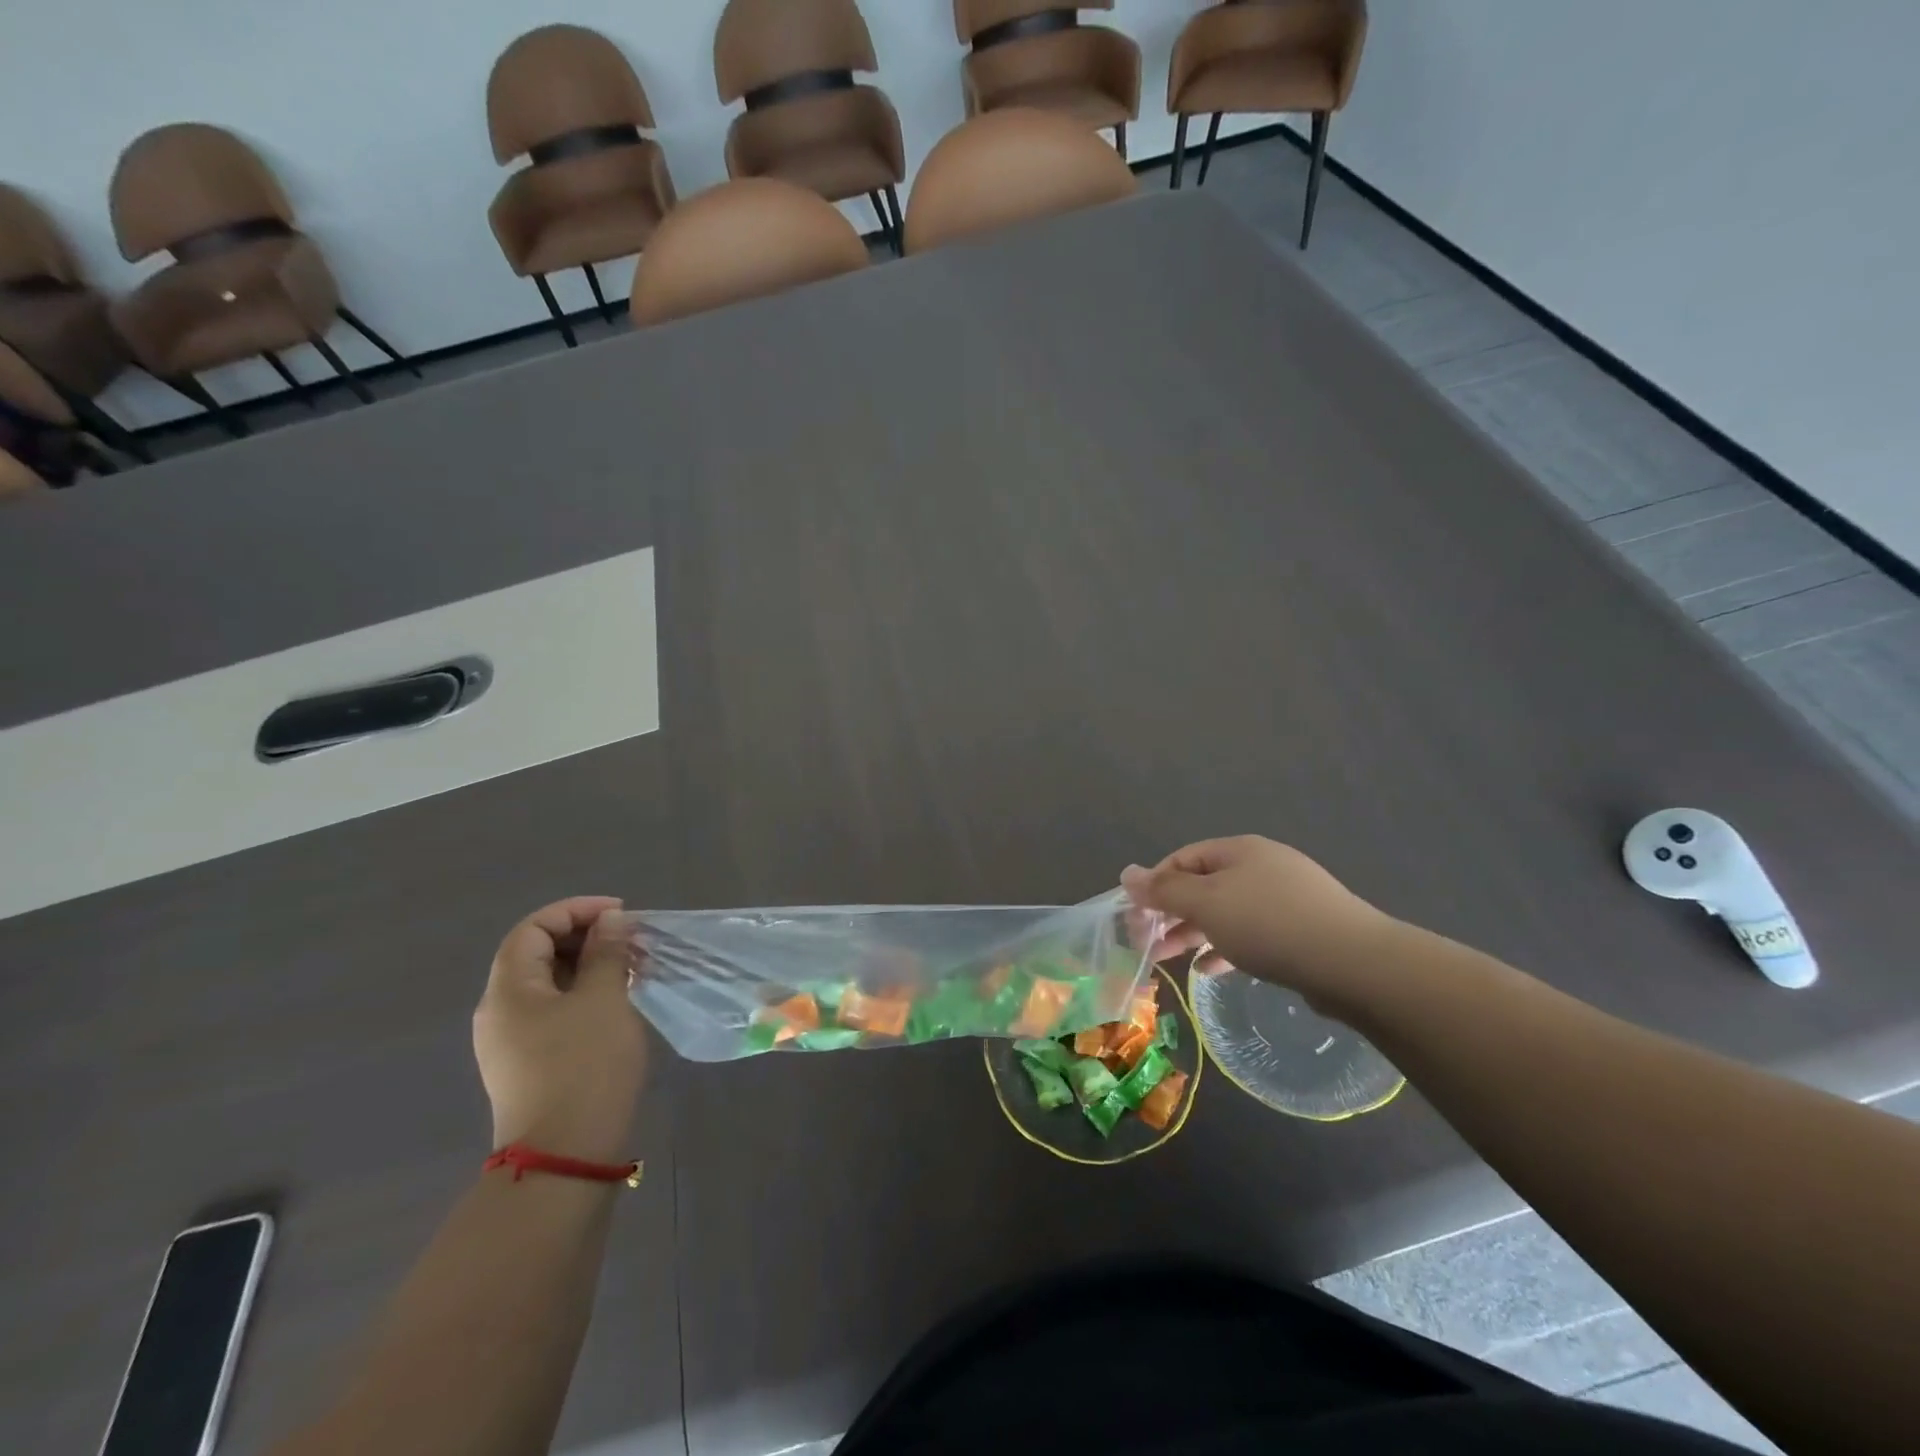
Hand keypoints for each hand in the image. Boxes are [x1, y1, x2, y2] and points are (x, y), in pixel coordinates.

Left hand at [473, 897, 647, 1163]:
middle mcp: (500, 1010)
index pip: (534, 928)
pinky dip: (584, 994)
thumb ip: (606, 953)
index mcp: (509, 988)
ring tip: (632, 969)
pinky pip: (554, 1011)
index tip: (621, 915)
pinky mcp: (528, 1064)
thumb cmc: (584, 1065)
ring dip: (589, 966)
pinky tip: (617, 1003)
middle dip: (586, 937)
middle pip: (537, 953)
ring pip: (549, 983)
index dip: (577, 911)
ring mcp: (511, 1041)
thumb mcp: (604, 999)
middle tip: (632, 942)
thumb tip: (609, 922)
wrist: (565, 1155)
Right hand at [1121, 837, 1396, 1012]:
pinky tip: (1211, 970)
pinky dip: (1227, 948)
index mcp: (1239, 850)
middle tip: (1146, 942)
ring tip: (1171, 960)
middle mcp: (1263, 867)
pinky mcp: (1304, 931)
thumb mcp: (1207, 904)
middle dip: (1172, 913)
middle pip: (1204, 885)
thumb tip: (1126, 873)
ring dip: (1195, 933)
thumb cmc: (1269, 924)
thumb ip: (1164, 891)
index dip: (1155, 884)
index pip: (1183, 858)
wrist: (1355, 964)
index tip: (1135, 916)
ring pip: (1228, 912)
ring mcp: (1287, 898)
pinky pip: (1253, 934)